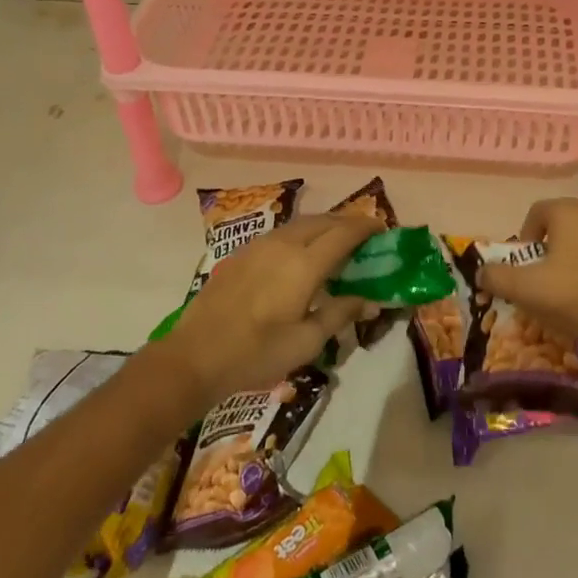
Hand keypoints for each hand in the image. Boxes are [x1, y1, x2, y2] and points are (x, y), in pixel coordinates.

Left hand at [160, 212, 383, 405]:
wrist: (194, 356)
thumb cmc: (256, 354)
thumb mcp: (306, 341)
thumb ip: (340, 313)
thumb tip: (370, 299)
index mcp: (304, 264)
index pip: (344, 233)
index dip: (366, 228)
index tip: (383, 230)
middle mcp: (284, 244)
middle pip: (323, 221)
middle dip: (347, 223)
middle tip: (364, 238)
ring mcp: (259, 245)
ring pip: (300, 224)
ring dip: (323, 227)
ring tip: (336, 245)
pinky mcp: (242, 253)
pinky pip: (281, 234)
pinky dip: (301, 236)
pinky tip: (300, 257)